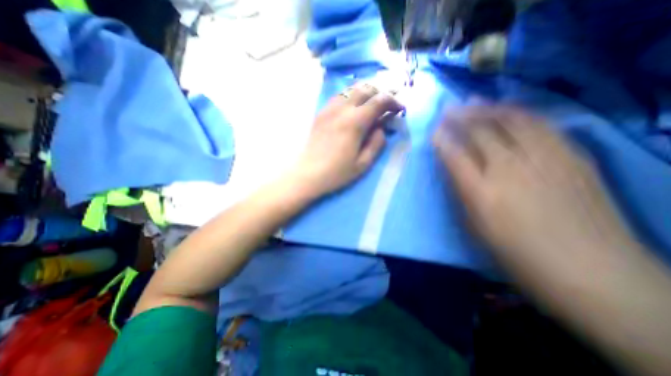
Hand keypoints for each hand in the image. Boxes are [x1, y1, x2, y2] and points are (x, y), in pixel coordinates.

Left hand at [288, 84, 403, 197]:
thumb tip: (381, 127)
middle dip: (380, 93)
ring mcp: (329, 109)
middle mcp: (342, 109)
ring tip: (371, 105)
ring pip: (351, 89)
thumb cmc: (337, 172)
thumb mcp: (363, 163)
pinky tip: (353, 108)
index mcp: (355, 122)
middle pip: (365, 88)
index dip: (393, 101)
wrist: (308, 174)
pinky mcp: (321, 113)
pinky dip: (351, 97)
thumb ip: (377, 143)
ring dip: (365, 93)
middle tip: (386, 105)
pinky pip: (339, 96)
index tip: (399, 109)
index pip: (379, 100)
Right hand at [433, 104, 635, 262]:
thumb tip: (453, 169)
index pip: (454, 155)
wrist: (592, 272)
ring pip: (510, 121)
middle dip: (460, 117)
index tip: (433, 129)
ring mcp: (544, 159)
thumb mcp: (475, 227)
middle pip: (480, 133)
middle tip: (448, 109)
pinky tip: (508, 109)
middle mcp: (509, 169)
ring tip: (473, 101)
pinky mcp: (571, 157)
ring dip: (487, 109)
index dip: (441, 139)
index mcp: (481, 192)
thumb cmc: (517, 254)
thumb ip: (462, 194)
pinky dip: (520, 113)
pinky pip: (541, 125)